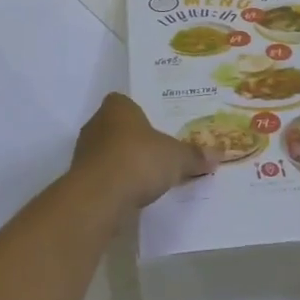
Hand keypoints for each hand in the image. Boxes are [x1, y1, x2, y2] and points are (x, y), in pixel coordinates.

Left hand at [70, 93, 210, 211]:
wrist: (99, 196)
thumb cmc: (139, 160)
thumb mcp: (176, 157)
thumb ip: (195, 155)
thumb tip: (219, 154)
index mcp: (117, 106)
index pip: (127, 103)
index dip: (142, 115)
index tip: (159, 131)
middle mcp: (96, 123)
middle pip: (118, 128)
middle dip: (135, 141)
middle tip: (158, 154)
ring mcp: (84, 151)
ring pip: (109, 153)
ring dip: (124, 164)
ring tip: (148, 179)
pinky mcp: (80, 179)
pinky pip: (103, 176)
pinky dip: (116, 183)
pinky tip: (132, 195)